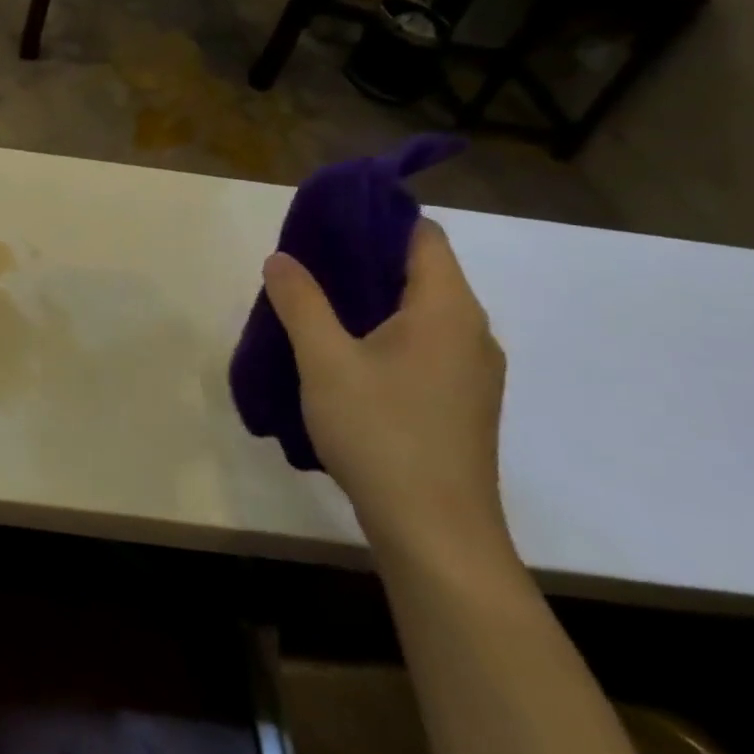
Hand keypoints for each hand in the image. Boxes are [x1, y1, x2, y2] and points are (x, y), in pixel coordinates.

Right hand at [264, 219, 508, 562]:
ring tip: (314, 306)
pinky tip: (342, 356)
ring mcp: (470, 371)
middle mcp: (471, 332)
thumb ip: (300, 302)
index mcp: (448, 310)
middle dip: (362, 259)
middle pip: (420, 272)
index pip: (423, 237)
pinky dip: (383, 333)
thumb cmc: (382, 433)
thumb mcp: (324, 361)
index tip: (326, 222)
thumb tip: (282, 258)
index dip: (377, 220)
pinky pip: (421, 344)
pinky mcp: (460, 402)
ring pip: (419, 312)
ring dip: (369, 300)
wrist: (436, 533)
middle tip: (306, 264)